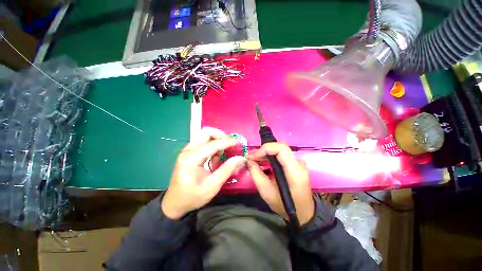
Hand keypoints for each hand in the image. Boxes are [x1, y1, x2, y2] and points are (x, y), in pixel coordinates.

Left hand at [161, 127, 245, 219]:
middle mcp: (188, 150)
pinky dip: (213, 145)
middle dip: (221, 136)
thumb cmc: (192, 197)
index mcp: (191, 158)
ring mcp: (187, 150)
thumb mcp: (212, 186)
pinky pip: (203, 142)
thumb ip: (227, 169)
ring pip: (205, 135)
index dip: (228, 142)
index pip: (213, 144)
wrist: (174, 204)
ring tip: (224, 152)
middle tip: (230, 146)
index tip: (239, 143)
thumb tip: (241, 158)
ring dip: (217, 140)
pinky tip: (216, 157)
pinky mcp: (189, 152)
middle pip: (206, 132)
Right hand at [246, 143, 314, 225]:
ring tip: (254, 160)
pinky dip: (270, 156)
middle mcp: (299, 163)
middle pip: (280, 147)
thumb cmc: (284, 205)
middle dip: (263, 150)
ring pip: (280, 149)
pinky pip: (281, 155)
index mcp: (294, 171)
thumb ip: (256, 174)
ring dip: (266, 152)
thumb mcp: (266, 192)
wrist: (303, 213)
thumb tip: (248, 160)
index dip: (265, 149)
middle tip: (251, 157)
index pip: (281, 149)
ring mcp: (298, 162)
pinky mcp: (296, 164)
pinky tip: (263, 162)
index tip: (252, 156)